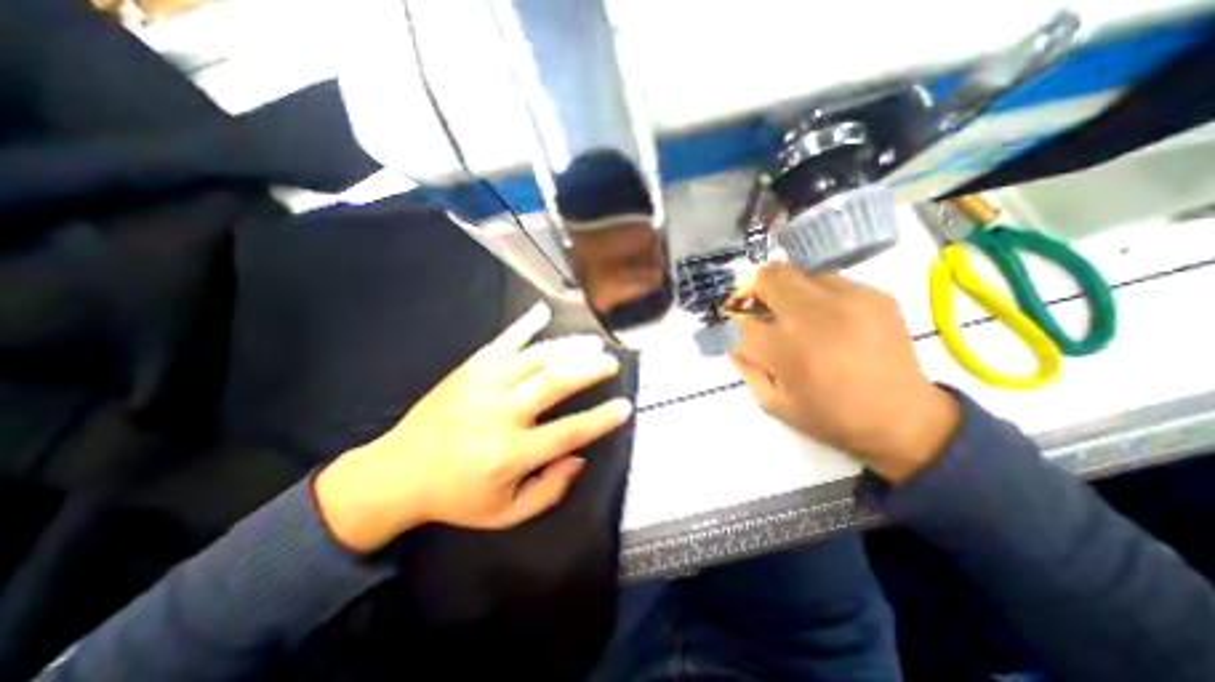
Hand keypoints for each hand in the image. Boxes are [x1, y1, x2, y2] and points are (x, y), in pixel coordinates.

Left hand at [313, 304, 634, 553]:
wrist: (398, 472)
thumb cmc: (456, 496)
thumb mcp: (505, 514)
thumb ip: (548, 490)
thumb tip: (579, 456)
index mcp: (509, 453)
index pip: (567, 431)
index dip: (600, 418)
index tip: (624, 406)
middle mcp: (499, 414)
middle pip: (553, 383)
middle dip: (589, 370)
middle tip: (611, 362)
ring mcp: (483, 385)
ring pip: (534, 358)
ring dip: (568, 348)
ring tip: (592, 343)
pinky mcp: (469, 369)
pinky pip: (502, 341)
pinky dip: (525, 325)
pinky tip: (543, 311)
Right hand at [731, 260, 958, 483]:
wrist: (903, 419)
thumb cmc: (830, 416)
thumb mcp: (773, 403)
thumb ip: (745, 367)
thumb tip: (732, 340)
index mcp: (787, 350)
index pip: (740, 322)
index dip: (730, 323)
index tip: (734, 328)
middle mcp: (815, 316)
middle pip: (767, 277)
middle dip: (753, 290)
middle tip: (759, 308)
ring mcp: (848, 299)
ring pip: (797, 272)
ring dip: (785, 290)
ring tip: (794, 313)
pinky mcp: (874, 294)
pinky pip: (828, 279)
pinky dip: (815, 294)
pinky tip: (826, 318)